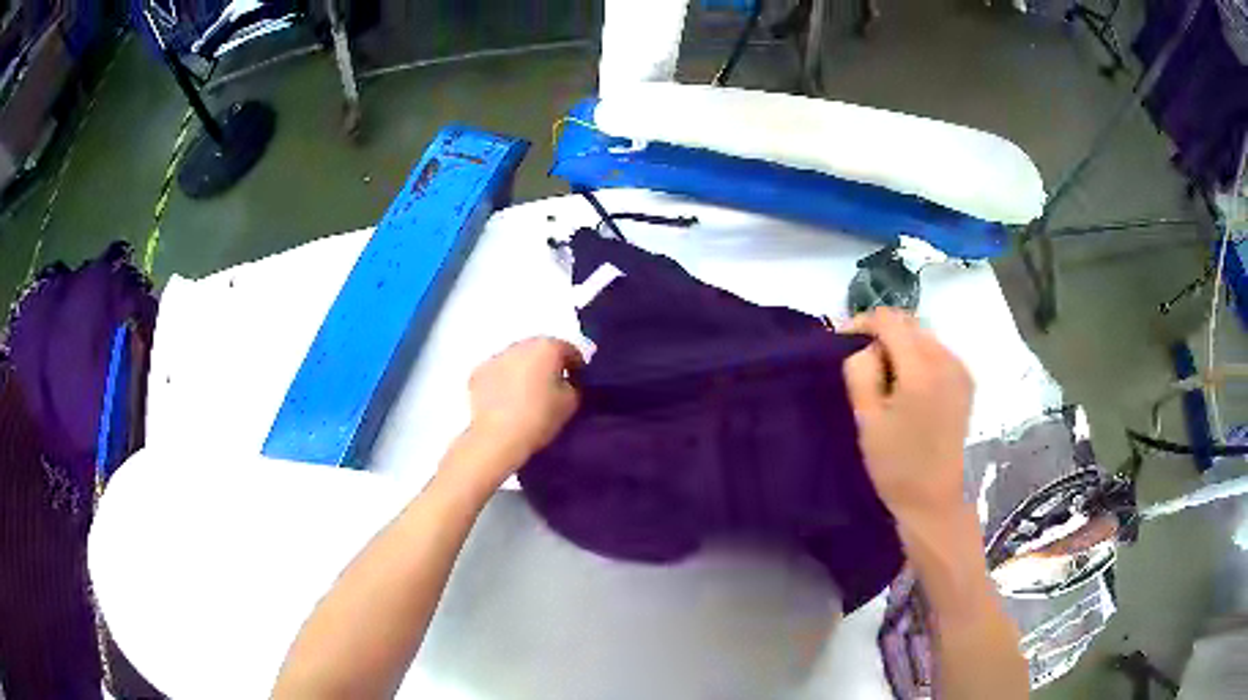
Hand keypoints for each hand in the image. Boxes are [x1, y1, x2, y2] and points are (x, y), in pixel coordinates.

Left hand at [462, 337, 582, 477]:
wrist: (498, 438)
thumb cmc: (540, 417)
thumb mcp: (571, 402)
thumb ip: (573, 384)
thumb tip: (566, 381)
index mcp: (547, 346)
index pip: (569, 349)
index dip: (576, 366)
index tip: (577, 383)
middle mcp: (520, 345)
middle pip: (539, 350)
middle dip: (547, 365)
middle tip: (551, 389)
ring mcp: (496, 357)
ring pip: (516, 360)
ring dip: (523, 371)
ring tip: (526, 396)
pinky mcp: (478, 373)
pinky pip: (497, 373)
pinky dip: (503, 382)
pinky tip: (506, 402)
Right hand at [841, 309, 972, 526]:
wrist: (935, 500)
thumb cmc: (896, 465)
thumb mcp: (867, 419)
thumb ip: (860, 371)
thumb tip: (864, 345)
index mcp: (921, 370)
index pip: (889, 320)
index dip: (863, 323)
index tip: (845, 343)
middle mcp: (946, 360)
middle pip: (909, 325)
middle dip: (884, 336)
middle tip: (865, 367)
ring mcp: (961, 370)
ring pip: (924, 337)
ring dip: (902, 347)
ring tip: (888, 380)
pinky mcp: (967, 382)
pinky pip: (938, 354)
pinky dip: (919, 359)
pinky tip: (911, 389)